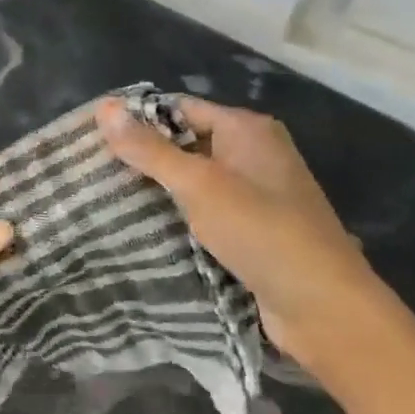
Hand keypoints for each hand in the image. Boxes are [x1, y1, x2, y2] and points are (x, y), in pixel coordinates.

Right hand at [95, 97, 376, 368]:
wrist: (321, 305)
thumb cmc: (260, 230)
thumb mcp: (198, 184)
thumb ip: (149, 149)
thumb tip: (104, 108)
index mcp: (247, 129)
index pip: (180, 108)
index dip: (138, 120)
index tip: (93, 139)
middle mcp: (254, 154)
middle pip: (186, 144)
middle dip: (144, 158)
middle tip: (93, 173)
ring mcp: (256, 194)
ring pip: (193, 182)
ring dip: (158, 191)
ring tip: (106, 200)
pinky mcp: (253, 230)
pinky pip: (205, 212)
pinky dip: (178, 217)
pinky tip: (143, 230)